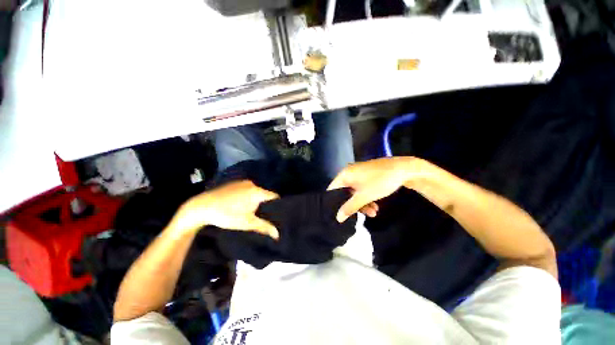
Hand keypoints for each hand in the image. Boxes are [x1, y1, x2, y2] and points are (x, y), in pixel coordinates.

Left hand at [172, 180, 279, 238]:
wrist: (201, 207)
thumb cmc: (227, 215)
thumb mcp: (247, 223)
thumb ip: (264, 227)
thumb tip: (278, 235)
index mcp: (257, 191)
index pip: (275, 197)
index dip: (278, 205)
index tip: (277, 214)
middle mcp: (253, 184)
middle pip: (265, 194)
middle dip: (266, 204)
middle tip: (265, 215)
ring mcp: (243, 182)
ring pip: (256, 192)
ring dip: (257, 200)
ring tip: (254, 210)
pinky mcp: (235, 183)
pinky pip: (248, 189)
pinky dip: (249, 196)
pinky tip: (243, 204)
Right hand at [328, 157, 416, 221]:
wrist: (403, 169)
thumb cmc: (380, 181)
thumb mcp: (364, 196)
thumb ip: (350, 207)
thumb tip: (338, 218)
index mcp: (344, 175)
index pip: (332, 190)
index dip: (334, 203)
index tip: (339, 214)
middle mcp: (349, 173)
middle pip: (345, 193)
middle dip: (354, 205)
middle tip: (363, 215)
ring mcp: (358, 174)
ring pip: (354, 192)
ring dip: (362, 203)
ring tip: (374, 212)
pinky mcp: (366, 176)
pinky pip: (361, 189)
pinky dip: (367, 197)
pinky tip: (375, 205)